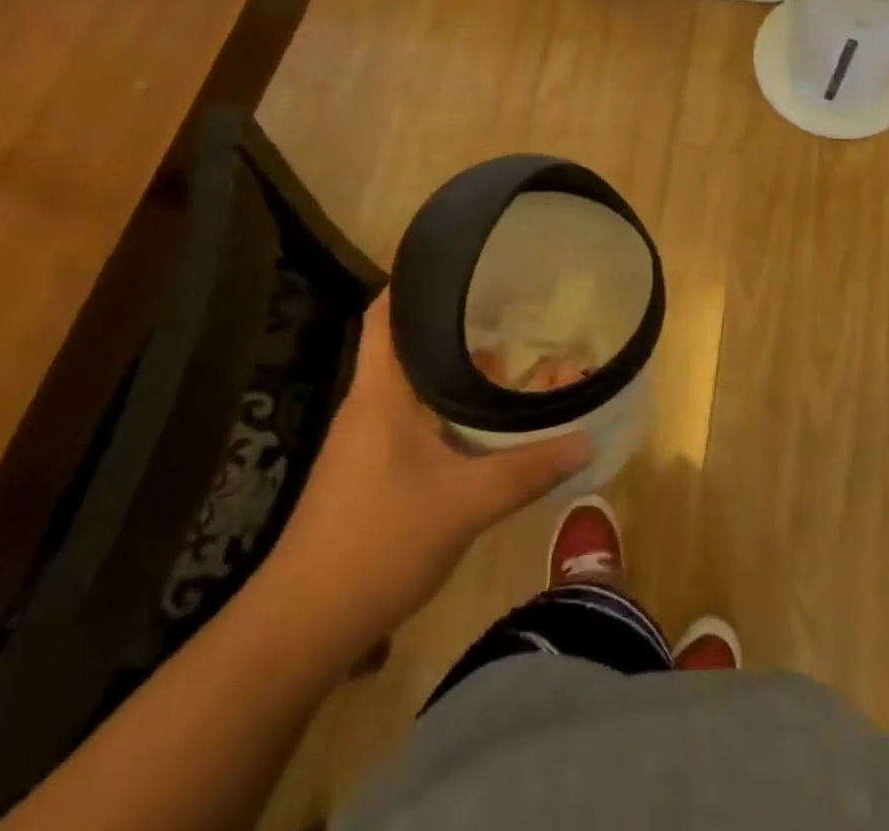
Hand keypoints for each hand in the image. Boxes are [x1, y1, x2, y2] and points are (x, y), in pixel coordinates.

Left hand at [267, 291, 591, 638]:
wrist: (303, 626)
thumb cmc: (379, 542)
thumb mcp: (466, 504)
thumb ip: (528, 470)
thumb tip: (586, 440)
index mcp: (380, 392)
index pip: (384, 314)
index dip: (413, 281)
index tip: (456, 262)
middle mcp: (368, 405)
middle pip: (405, 346)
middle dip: (452, 327)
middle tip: (502, 309)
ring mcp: (363, 441)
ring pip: (412, 387)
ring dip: (452, 374)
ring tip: (503, 362)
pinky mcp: (366, 473)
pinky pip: (411, 420)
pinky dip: (444, 410)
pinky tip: (478, 427)